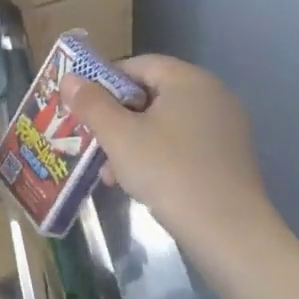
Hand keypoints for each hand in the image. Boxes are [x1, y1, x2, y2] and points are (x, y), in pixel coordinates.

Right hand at [64, 55, 289, 273]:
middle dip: (116, 117)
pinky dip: (158, 156)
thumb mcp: (119, 136)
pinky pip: (183, 144)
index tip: (83, 107)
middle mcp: (213, 96)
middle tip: (92, 141)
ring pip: (165, 123)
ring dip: (133, 141)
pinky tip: (138, 184)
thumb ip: (91, 103)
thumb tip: (69, 78)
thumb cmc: (169, 172)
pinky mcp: (229, 158)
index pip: (138, 65)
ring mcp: (225, 128)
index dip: (104, 82)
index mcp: (189, 80)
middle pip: (151, 94)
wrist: (229, 233)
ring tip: (110, 171)